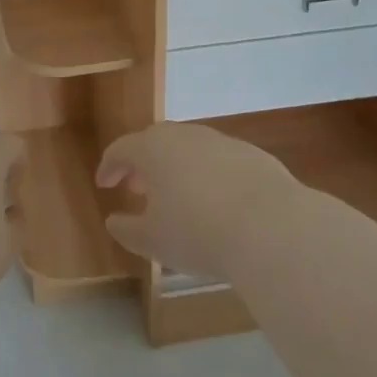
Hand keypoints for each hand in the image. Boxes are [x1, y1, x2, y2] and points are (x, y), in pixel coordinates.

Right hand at [95, 123, 300, 279]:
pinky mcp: (253, 155)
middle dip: (142, 163)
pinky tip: (216, 202)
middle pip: (155, 142)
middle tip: (136, 186)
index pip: (121, 149)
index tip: (104, 184)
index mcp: (153, 149)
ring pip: (190, 148)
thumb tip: (114, 221)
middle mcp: (185, 136)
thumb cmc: (198, 232)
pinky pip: (220, 161)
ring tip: (176, 196)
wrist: (272, 227)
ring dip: (177, 167)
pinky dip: (209, 175)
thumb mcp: (152, 241)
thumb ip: (127, 230)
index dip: (109, 167)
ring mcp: (222, 142)